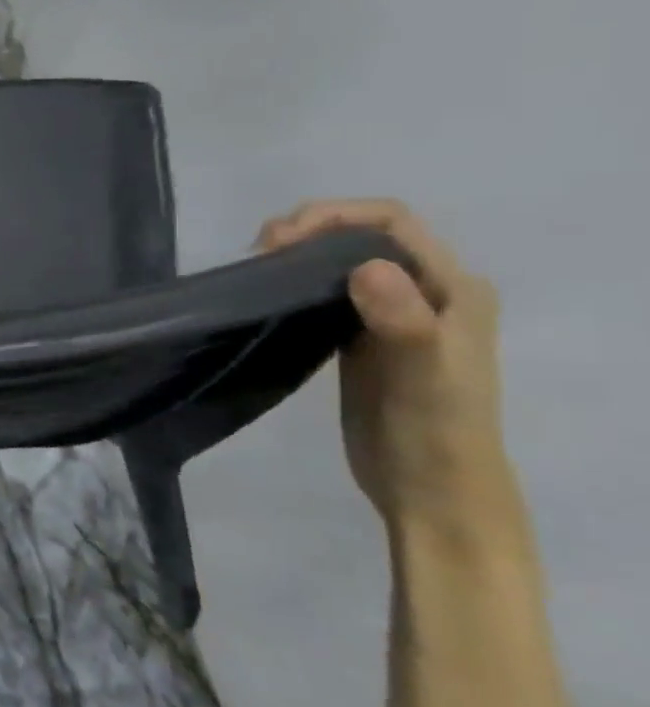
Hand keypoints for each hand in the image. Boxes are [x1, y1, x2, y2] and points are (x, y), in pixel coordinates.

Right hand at [258, 200, 521, 542]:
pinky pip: (325, 290)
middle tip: (257, 252)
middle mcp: (427, 291)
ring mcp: (392, 314)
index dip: (333, 216)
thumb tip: (365, 267)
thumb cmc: (435, 432)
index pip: (391, 221)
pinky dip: (293, 280)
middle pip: (361, 233)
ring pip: (338, 259)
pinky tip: (266, 293)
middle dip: (307, 229)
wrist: (430, 491)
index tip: (279, 238)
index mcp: (453, 289)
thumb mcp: (424, 377)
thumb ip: (404, 321)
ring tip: (253, 268)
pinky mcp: (359, 336)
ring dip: (296, 253)